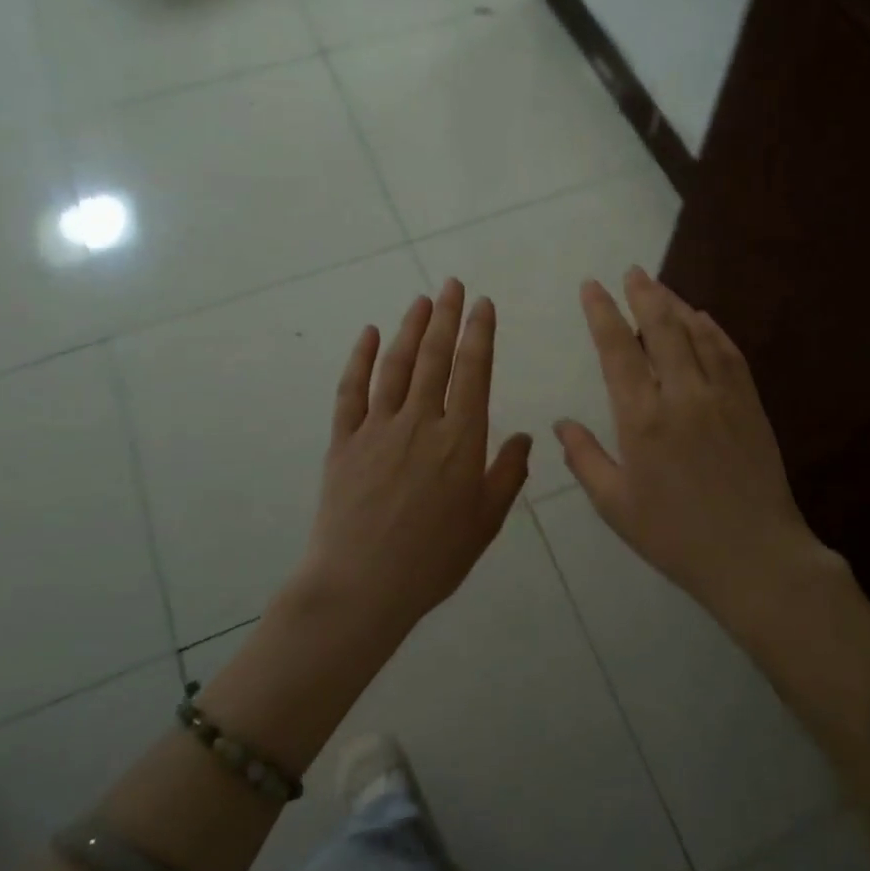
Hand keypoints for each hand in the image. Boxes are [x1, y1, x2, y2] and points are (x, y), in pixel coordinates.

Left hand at [293, 278, 532, 635]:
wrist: (362, 585)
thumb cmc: (433, 559)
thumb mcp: (485, 522)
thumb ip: (507, 475)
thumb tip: (525, 437)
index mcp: (461, 440)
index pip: (473, 372)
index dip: (479, 334)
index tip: (483, 305)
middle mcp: (421, 422)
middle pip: (435, 358)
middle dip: (446, 317)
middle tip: (452, 285)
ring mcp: (378, 428)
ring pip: (396, 365)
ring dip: (410, 328)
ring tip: (421, 300)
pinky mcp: (344, 440)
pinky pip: (351, 390)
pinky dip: (359, 358)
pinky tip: (367, 334)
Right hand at [554, 267, 845, 622]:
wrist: (754, 556)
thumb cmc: (675, 536)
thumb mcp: (615, 505)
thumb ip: (585, 459)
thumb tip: (562, 423)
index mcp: (642, 419)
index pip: (618, 350)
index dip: (603, 313)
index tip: (592, 287)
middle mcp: (682, 395)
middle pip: (661, 328)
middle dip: (644, 294)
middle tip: (632, 271)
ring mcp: (721, 396)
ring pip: (697, 334)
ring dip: (676, 305)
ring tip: (660, 287)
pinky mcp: (750, 405)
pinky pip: (730, 354)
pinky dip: (713, 330)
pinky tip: (703, 319)